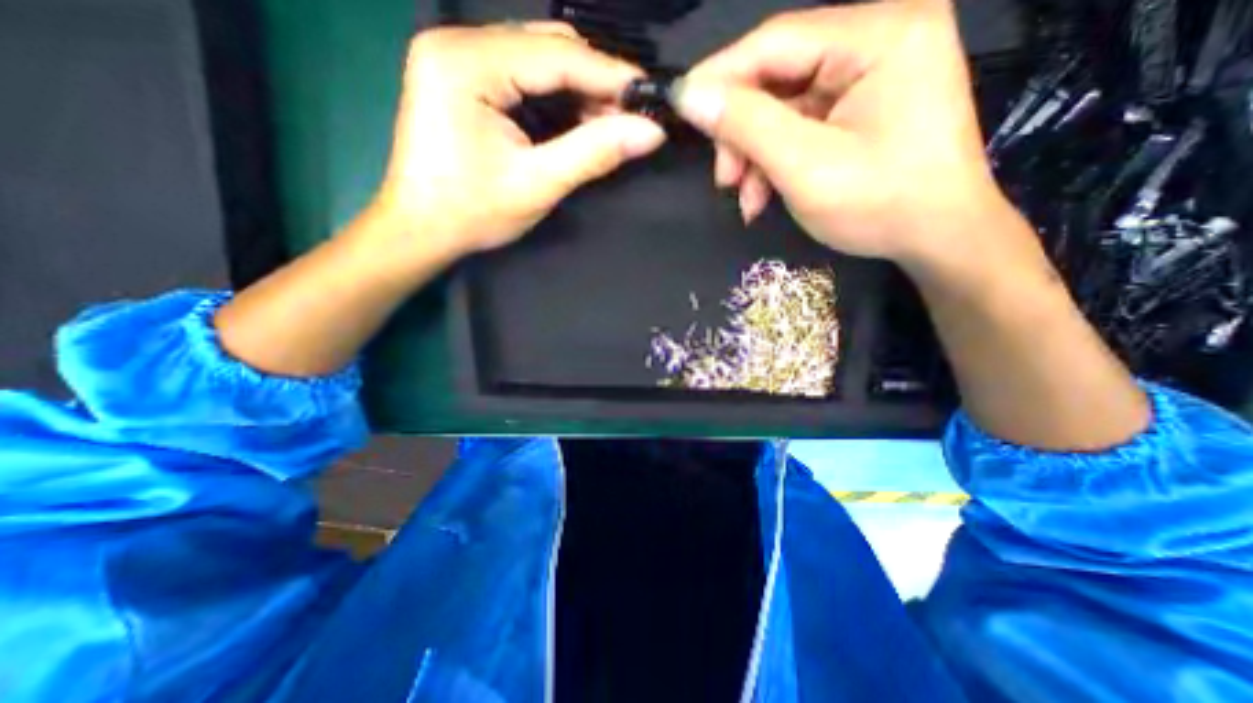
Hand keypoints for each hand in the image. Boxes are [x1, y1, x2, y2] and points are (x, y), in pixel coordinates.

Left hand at [372, 26, 664, 260]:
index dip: (611, 76)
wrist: (421, 229)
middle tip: (630, 118)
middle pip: (546, 48)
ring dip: (577, 88)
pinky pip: (521, 73)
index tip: (651, 98)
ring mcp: (455, 56)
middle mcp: (457, 43)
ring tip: (608, 123)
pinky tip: (575, 120)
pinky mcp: (460, 76)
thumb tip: (651, 132)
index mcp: (467, 64)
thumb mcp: (538, 184)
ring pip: (537, 58)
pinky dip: (555, 94)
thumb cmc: (473, 213)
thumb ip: (594, 153)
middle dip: (595, 82)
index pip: (557, 56)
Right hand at [675, 0, 1037, 270]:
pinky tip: (764, 196)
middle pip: (778, 76)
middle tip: (724, 179)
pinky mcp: (862, 106)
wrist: (937, 239)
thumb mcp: (805, 167)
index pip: (775, 41)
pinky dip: (775, 161)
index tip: (680, 108)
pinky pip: (801, 125)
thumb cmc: (880, 205)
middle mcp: (878, 38)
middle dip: (741, 133)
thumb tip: (690, 96)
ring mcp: (871, 75)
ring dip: (755, 155)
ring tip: (746, 199)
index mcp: (879, 35)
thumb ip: (746, 125)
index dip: (720, 76)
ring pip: (783, 107)